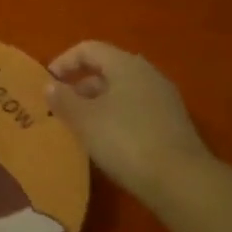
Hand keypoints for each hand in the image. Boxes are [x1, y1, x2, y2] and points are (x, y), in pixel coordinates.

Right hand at [46, 41, 212, 197]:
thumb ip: (63, 99)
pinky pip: (136, 111)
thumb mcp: (84, 119)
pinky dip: (117, 119)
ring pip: (122, 92)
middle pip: (107, 70)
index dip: (64, 61)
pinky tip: (107, 142)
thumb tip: (50, 85)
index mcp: (126, 65)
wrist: (182, 182)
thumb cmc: (126, 140)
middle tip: (62, 108)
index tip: (48, 83)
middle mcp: (148, 75)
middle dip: (81, 86)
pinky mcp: (173, 125)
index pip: (89, 49)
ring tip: (81, 127)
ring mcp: (164, 100)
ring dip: (98, 104)